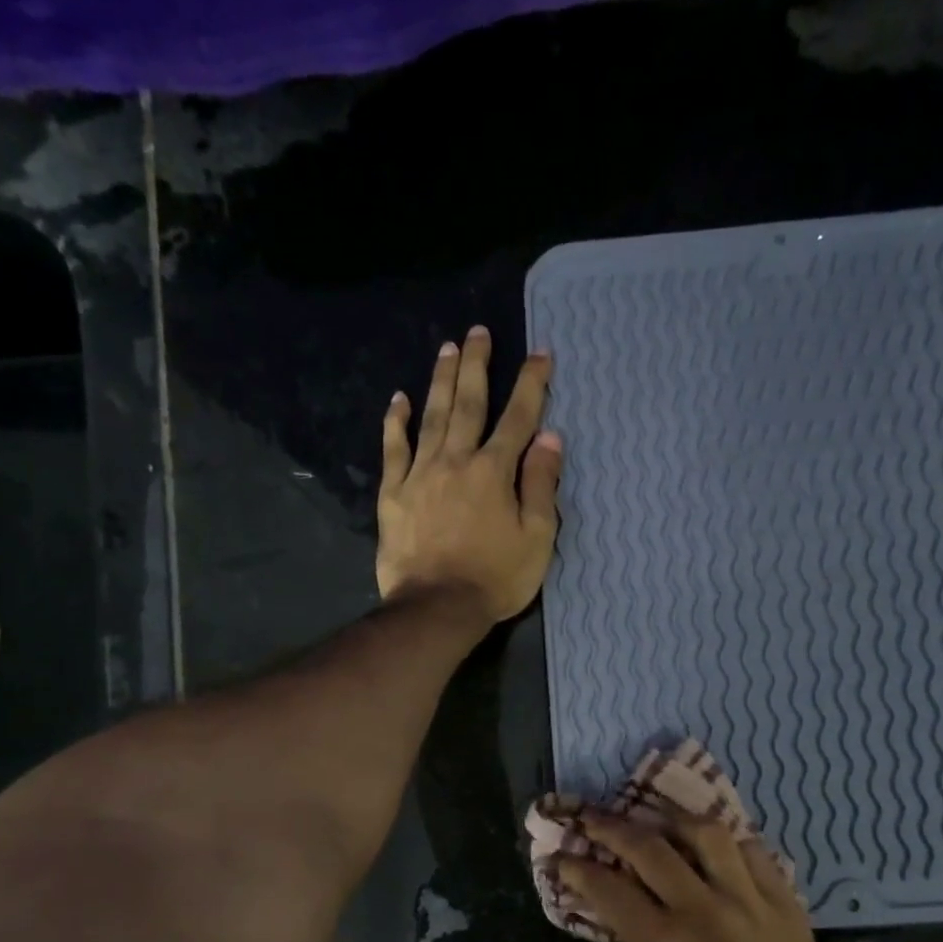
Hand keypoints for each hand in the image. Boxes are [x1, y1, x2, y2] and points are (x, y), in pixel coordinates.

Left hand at [377, 326, 561, 624]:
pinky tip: (398, 400)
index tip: (539, 355)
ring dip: (440, 380)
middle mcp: (456, 461)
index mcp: (494, 472)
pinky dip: (395, 423)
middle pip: (468, 403)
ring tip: (447, 349)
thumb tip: (549, 438)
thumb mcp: (536, 538)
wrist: (437, 608)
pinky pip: (393, 450)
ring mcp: (420, 475)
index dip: (531, 385)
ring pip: (431, 417)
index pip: (518, 418)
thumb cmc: (495, 579)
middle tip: (478, 332)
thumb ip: (541, 485)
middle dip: (477, 366)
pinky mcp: (393, 495)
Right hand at [559, 810, 858, 941]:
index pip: (609, 890)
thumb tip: (637, 931)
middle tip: (593, 819)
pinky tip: (716, 845)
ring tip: (659, 821)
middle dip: (612, 828)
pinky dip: (730, 843)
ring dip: (673, 821)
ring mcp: (750, 901)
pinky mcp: (787, 905)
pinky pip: (756, 853)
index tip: (562, 855)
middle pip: (649, 848)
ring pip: (707, 834)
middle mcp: (704, 911)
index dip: (578, 868)